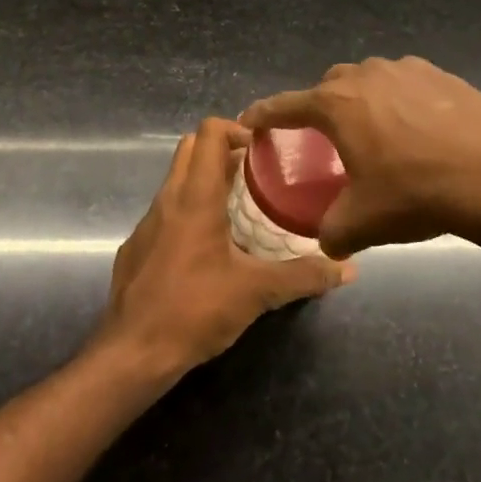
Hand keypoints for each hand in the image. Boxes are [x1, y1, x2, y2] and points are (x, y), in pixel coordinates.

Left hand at [95, 117, 352, 379]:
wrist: (132, 354)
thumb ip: (304, 276)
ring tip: (240, 207)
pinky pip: (165, 213)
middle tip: (257, 173)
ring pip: (176, 181)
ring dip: (206, 181)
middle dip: (222, 150)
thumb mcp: (257, 292)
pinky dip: (188, 212)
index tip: (263, 149)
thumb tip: (347, 268)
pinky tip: (209, 248)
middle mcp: (166, 200)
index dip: (236, 128)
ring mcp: (146, 224)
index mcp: (195, 197)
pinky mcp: (136, 248)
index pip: (208, 133)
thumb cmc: (195, 310)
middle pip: (190, 149)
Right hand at [241, 56, 480, 256]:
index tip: (249, 120)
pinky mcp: (442, 74)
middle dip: (320, 106)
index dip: (264, 114)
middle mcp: (366, 76)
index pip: (286, 105)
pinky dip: (399, 99)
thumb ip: (331, 232)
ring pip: (370, 79)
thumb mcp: (363, 223)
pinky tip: (417, 128)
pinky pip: (406, 82)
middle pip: (329, 86)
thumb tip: (327, 241)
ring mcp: (407, 70)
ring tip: (375, 131)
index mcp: (337, 105)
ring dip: (362, 100)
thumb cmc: (418, 193)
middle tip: (326, 137)